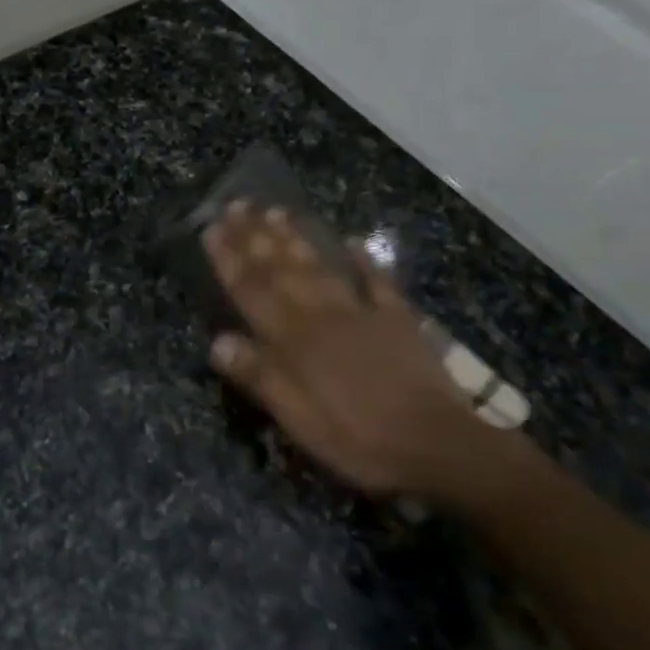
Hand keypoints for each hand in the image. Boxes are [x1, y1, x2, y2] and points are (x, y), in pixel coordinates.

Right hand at [202, 202, 520, 502]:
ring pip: (321, 267)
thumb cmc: (358, 439)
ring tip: (276, 211)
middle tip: (237, 204)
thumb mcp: (299, 420)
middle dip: (255, 237)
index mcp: (293, 341)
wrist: (438, 445)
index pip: (252, 292)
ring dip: (296, 238)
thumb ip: (260, 377)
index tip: (211, 228)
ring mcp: (362, 313)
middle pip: (282, 270)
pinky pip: (378, 283)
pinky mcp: (398, 321)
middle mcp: (322, 316)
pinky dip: (365, 260)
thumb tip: (217, 341)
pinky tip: (353, 241)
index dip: (229, 260)